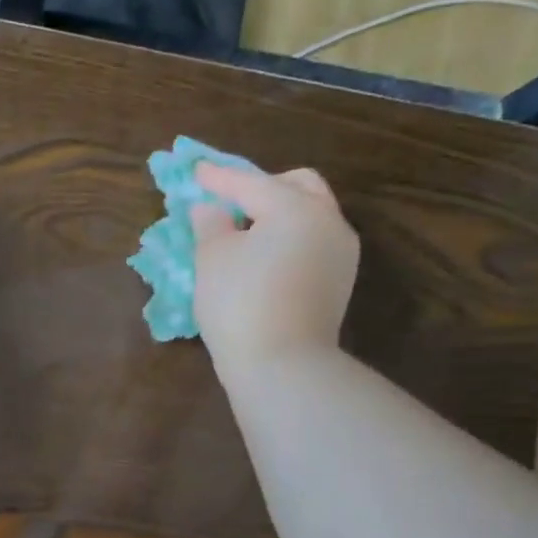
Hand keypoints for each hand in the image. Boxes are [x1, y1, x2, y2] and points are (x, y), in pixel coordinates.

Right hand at [190, 162, 358, 378]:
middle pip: (297, 186)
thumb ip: (209, 224)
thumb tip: (210, 208)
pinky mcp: (339, 282)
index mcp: (296, 207)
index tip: (196, 172)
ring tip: (247, 230)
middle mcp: (327, 220)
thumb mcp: (212, 260)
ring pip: (311, 214)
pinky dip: (289, 238)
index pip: (250, 183)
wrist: (282, 365)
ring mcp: (340, 252)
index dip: (219, 178)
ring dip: (279, 212)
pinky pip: (313, 243)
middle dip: (262, 187)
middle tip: (231, 200)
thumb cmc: (240, 305)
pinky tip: (266, 256)